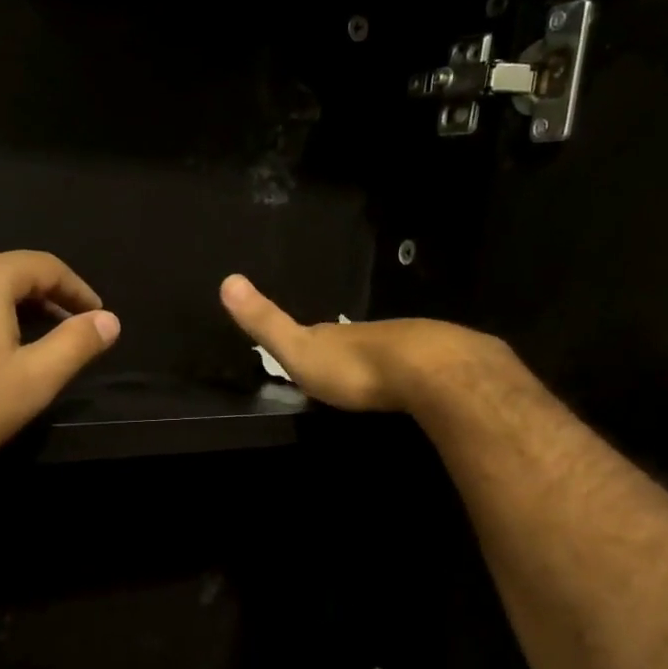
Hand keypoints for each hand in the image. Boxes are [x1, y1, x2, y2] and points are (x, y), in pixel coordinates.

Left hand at [0, 251, 119, 482]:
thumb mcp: (34, 381)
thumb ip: (77, 345)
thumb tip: (110, 321)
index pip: (45, 267)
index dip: (78, 291)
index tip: (97, 315)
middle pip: (4, 274)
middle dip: (41, 300)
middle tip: (64, 332)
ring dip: (1, 311)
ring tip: (18, 346)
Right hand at [218, 273, 511, 413]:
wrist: (425, 370)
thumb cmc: (352, 366)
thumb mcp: (298, 349)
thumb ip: (266, 322)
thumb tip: (227, 280)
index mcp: (336, 335)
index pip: (318, 333)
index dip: (310, 341)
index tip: (305, 351)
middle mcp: (371, 334)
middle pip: (354, 342)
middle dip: (348, 352)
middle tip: (341, 368)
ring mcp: (409, 345)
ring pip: (388, 353)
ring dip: (380, 364)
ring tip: (374, 380)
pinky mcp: (440, 366)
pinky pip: (419, 369)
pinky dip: (410, 376)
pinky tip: (411, 388)